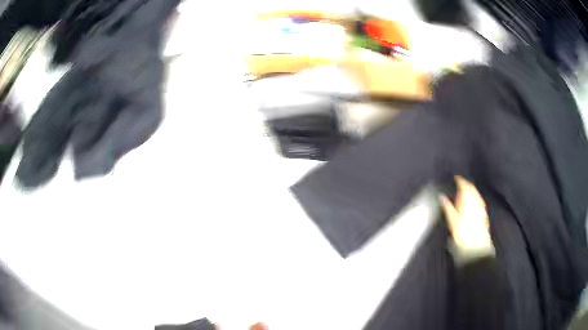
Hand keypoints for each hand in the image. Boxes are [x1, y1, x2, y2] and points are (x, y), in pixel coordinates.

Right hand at [441, 176, 492, 251]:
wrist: (476, 245)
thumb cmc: (462, 232)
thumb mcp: (452, 220)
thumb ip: (447, 206)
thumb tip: (441, 196)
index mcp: (467, 199)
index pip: (464, 185)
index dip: (459, 180)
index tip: (455, 178)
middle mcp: (475, 200)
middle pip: (471, 187)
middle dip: (466, 184)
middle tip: (460, 183)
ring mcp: (481, 206)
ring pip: (476, 193)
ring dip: (471, 190)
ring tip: (466, 191)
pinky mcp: (484, 212)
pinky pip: (480, 200)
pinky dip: (475, 197)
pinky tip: (473, 202)